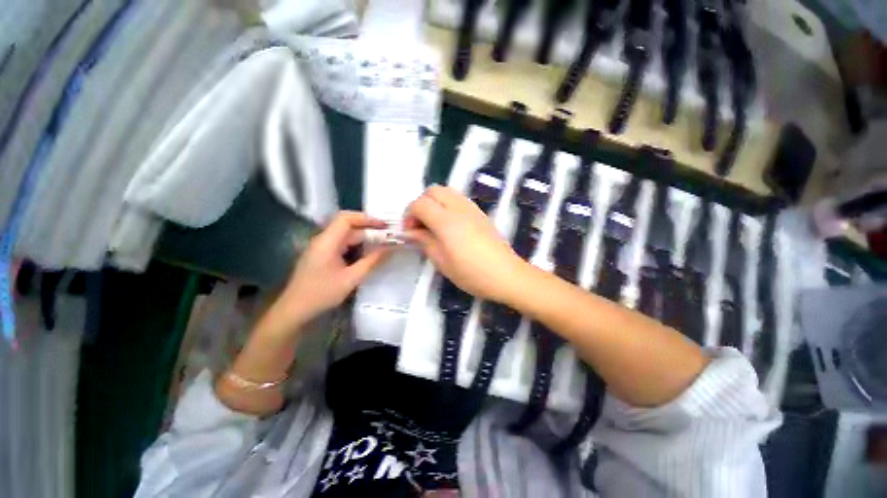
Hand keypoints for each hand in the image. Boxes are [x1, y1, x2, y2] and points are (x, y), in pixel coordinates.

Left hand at [272, 212, 392, 329]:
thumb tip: (390, 249)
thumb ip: (372, 261)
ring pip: (345, 235)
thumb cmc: (322, 293)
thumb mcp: (351, 278)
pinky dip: (356, 245)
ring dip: (363, 237)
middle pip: (347, 226)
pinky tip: (366, 252)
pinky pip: (341, 244)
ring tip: (381, 242)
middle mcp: (323, 240)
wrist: (294, 310)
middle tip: (387, 234)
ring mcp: (321, 248)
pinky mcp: (322, 256)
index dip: (366, 218)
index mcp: (327, 242)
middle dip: (368, 228)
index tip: (384, 225)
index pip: (346, 219)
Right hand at [405, 186, 526, 303]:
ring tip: (434, 224)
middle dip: (421, 204)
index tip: (410, 232)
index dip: (410, 215)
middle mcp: (458, 208)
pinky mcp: (480, 213)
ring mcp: (472, 208)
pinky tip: (450, 226)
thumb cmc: (471, 273)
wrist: (505, 274)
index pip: (420, 204)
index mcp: (446, 221)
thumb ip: (424, 241)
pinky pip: (459, 199)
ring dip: (435, 203)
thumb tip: (411, 232)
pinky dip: (448, 205)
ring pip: (447, 191)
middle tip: (421, 225)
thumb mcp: (441, 261)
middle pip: (433, 190)